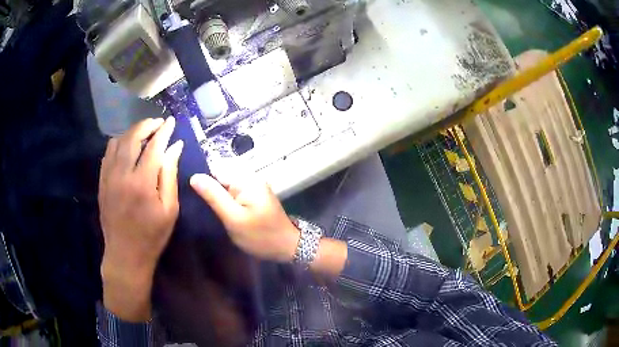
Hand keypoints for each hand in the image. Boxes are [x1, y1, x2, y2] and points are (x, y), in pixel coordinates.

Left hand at [99, 117, 182, 320]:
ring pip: (117, 142)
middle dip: (146, 125)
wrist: (125, 255)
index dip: (163, 131)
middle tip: (157, 123)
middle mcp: (122, 174)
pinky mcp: (101, 182)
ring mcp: (108, 177)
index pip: (154, 146)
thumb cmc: (152, 236)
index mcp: (142, 183)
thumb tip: (175, 147)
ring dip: (131, 132)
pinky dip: (118, 144)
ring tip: (143, 133)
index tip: (171, 121)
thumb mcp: (169, 210)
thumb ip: (170, 175)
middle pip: (132, 137)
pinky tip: (126, 148)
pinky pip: (107, 154)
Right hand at [190, 173, 299, 262]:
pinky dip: (225, 200)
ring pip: (226, 185)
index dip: (202, 180)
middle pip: (220, 176)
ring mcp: (253, 186)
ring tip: (204, 209)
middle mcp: (250, 177)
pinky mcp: (254, 196)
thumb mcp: (234, 219)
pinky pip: (233, 192)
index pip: (215, 169)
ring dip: (216, 196)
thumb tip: (194, 177)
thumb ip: (214, 196)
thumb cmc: (260, 236)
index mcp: (246, 179)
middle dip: (208, 189)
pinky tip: (218, 210)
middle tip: (196, 205)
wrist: (286, 247)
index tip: (190, 194)